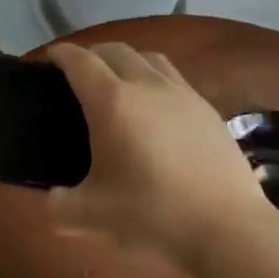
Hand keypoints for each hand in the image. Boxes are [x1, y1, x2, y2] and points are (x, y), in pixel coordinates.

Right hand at [47, 42, 270, 265]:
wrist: (227, 227)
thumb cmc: (152, 215)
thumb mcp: (93, 216)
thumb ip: (61, 205)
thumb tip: (52, 200)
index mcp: (112, 101)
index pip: (80, 61)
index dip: (62, 54)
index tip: (50, 57)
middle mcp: (145, 84)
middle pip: (114, 50)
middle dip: (92, 54)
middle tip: (79, 73)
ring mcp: (181, 92)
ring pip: (148, 57)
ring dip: (126, 60)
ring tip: (118, 80)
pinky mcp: (206, 107)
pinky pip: (173, 77)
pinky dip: (155, 78)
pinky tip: (157, 105)